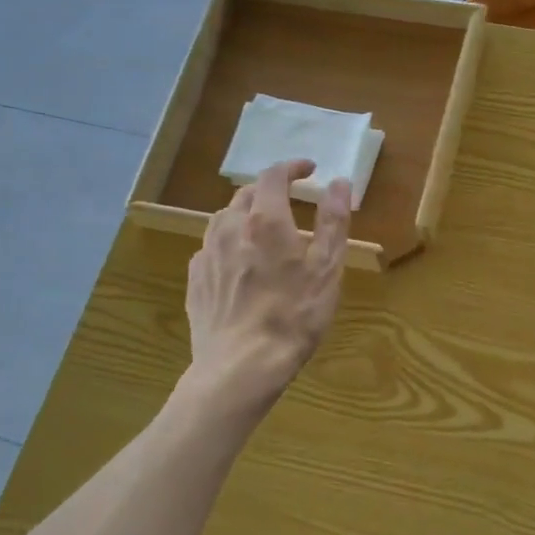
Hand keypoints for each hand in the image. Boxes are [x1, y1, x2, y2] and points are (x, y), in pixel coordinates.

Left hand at [186, 160, 351, 406]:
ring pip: (224, 219)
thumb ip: (333, 221)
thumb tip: (338, 183)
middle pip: (245, 194)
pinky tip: (239, 263)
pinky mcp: (195, 280)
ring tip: (263, 229)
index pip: (273, 176)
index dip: (292, 167)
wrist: (240, 366)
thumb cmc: (293, 316)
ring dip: (245, 214)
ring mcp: (207, 254)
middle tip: (289, 200)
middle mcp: (230, 228)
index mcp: (265, 220)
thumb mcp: (326, 269)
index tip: (309, 170)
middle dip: (269, 190)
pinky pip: (212, 248)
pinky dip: (229, 242)